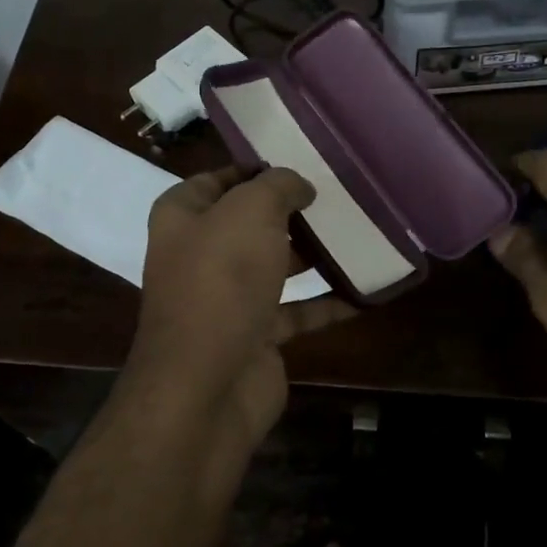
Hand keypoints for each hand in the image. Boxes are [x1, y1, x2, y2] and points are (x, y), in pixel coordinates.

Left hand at [129, 166, 353, 441]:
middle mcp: (199, 255)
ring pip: (275, 266)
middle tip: (337, 196)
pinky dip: (327, 303)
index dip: (253, 169)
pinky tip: (364, 291)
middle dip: (290, 211)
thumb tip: (299, 185)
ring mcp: (227, 299)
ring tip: (358, 234)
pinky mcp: (255, 336)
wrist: (208, 384)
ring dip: (312, 254)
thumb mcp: (250, 212)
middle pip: (249, 224)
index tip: (299, 162)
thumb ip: (277, 187)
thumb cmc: (221, 281)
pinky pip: (296, 311)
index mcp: (182, 219)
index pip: (215, 180)